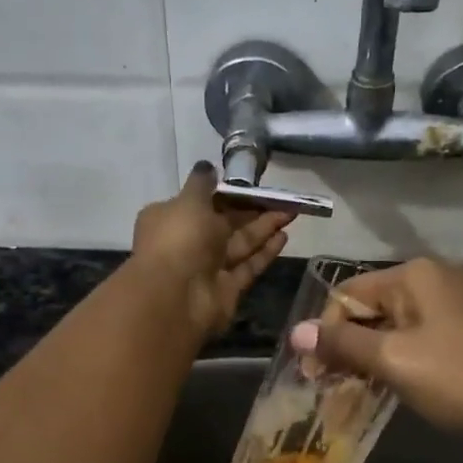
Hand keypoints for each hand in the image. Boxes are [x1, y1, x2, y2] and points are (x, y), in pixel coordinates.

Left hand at [131, 164, 291, 336]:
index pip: (200, 201)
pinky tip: (284, 236)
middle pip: (224, 223)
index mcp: (171, 218)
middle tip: (282, 198)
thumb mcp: (189, 201)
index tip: (250, 185)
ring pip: (240, 243)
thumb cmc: (179, 239)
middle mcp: (187, 242)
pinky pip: (248, 266)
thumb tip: (206, 166)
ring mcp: (208, 267)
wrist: (176, 296)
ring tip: (291, 212)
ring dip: (264, 228)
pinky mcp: (227, 288)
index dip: (225, 193)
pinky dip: (265, 252)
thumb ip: (202, 183)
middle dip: (252, 210)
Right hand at [291, 257, 462, 444]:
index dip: (325, 333)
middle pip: (371, 308)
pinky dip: (402, 358)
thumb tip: (295, 332)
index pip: (347, 294)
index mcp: (414, 274)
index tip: (314, 376)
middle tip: (334, 387)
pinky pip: (421, 336)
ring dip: (373, 356)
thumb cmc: (460, 378)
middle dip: (348, 346)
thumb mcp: (393, 361)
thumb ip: (342, 344)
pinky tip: (398, 386)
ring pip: (396, 325)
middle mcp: (435, 278)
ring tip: (360, 391)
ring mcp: (458, 302)